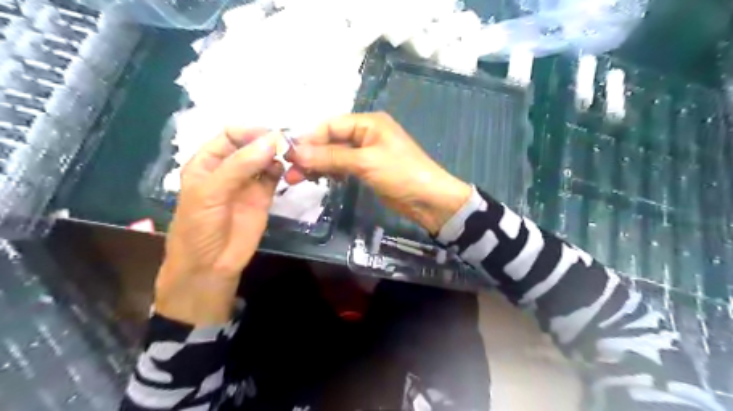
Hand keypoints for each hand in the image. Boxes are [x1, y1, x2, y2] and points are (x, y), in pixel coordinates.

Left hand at [156, 129, 280, 327]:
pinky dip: (282, 169)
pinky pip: (274, 176)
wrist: (210, 266)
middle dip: (267, 141)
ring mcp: (248, 182)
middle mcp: (229, 168)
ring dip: (277, 154)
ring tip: (290, 155)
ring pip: (265, 159)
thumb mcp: (211, 193)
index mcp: (208, 162)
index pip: (230, 135)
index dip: (249, 132)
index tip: (271, 135)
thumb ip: (240, 166)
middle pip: (251, 145)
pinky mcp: (263, 196)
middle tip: (287, 144)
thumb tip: (272, 140)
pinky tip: (286, 170)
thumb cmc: (199, 228)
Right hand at [286, 112, 468, 234]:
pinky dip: (331, 172)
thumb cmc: (401, 174)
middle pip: (330, 140)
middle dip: (311, 155)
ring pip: (335, 155)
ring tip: (298, 180)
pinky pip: (343, 167)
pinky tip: (319, 180)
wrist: (429, 200)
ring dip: (318, 165)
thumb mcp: (365, 162)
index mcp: (368, 122)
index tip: (289, 156)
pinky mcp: (367, 169)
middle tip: (291, 173)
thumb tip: (296, 151)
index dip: (309, 139)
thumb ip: (331, 156)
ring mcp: (366, 152)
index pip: (330, 125)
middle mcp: (366, 133)